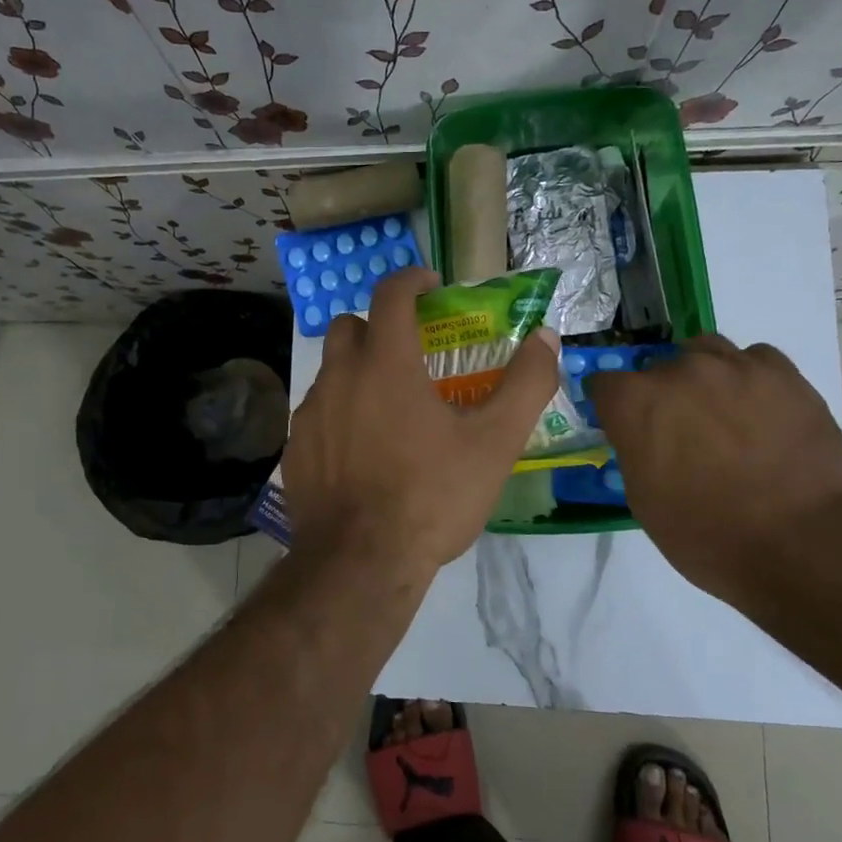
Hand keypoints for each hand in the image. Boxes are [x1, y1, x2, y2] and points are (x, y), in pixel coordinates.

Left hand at [282, 268, 558, 584]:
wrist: (360, 562)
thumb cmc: (431, 496)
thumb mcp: (495, 443)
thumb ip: (526, 384)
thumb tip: (547, 338)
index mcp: (386, 363)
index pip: (391, 293)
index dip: (412, 279)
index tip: (431, 286)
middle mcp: (339, 376)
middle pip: (349, 326)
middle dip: (379, 326)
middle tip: (410, 353)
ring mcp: (310, 413)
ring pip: (331, 371)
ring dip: (358, 373)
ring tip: (390, 410)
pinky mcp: (294, 448)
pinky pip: (317, 413)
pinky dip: (340, 415)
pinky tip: (362, 452)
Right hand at [588, 336, 841, 601]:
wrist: (800, 544)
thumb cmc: (706, 534)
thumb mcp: (644, 499)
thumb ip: (635, 451)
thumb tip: (644, 439)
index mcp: (635, 403)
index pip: (604, 384)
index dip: (614, 407)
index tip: (626, 427)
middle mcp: (678, 371)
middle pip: (656, 369)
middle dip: (662, 396)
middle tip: (682, 433)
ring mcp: (733, 366)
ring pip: (704, 352)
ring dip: (703, 377)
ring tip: (722, 412)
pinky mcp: (782, 373)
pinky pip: (753, 359)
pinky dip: (748, 378)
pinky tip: (760, 409)